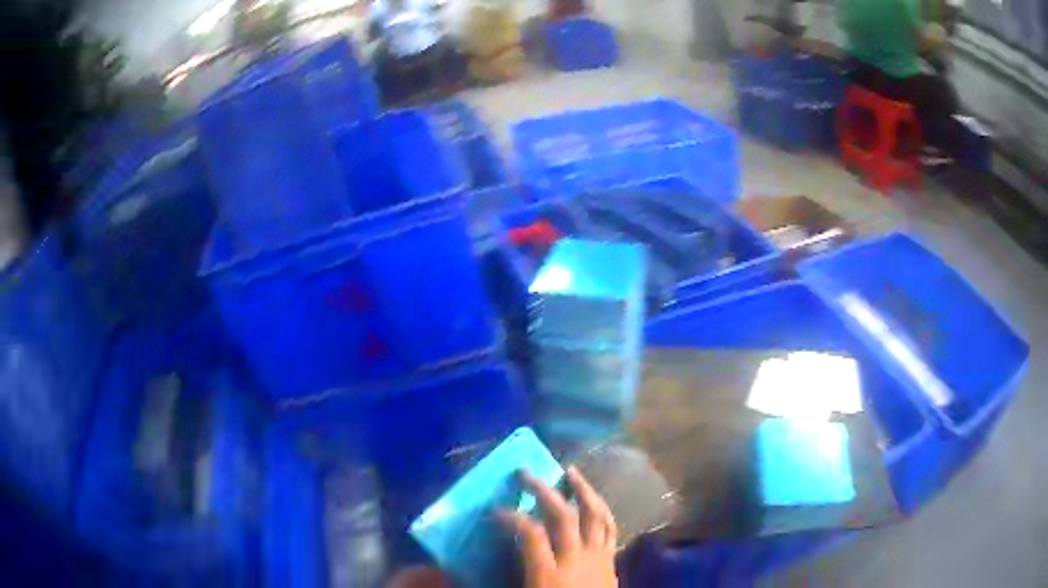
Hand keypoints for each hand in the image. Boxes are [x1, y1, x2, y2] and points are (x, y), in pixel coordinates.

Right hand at [498, 467, 618, 587]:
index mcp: (550, 575)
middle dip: (543, 491)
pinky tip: (594, 501)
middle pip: (563, 516)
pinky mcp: (612, 560)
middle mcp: (577, 560)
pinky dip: (602, 510)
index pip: (530, 534)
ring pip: (596, 515)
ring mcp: (600, 557)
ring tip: (571, 471)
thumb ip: (507, 576)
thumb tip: (471, 570)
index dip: (512, 517)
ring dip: (583, 490)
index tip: (495, 509)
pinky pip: (611, 528)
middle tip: (526, 472)